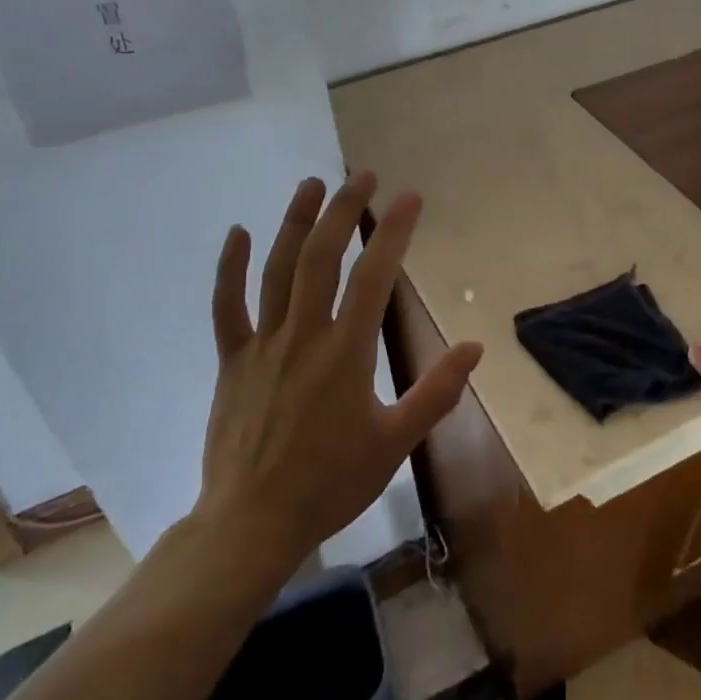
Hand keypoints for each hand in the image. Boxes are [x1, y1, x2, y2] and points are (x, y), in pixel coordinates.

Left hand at [198, 172, 481, 571]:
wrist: (251, 524)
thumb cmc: (330, 484)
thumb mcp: (395, 443)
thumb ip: (436, 392)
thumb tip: (474, 347)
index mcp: (345, 353)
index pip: (373, 277)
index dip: (393, 232)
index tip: (410, 198)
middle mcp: (302, 336)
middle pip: (321, 258)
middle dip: (343, 211)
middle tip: (362, 175)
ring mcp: (262, 345)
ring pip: (275, 270)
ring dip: (295, 222)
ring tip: (312, 184)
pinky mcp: (232, 360)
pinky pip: (226, 307)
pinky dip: (229, 268)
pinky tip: (238, 232)